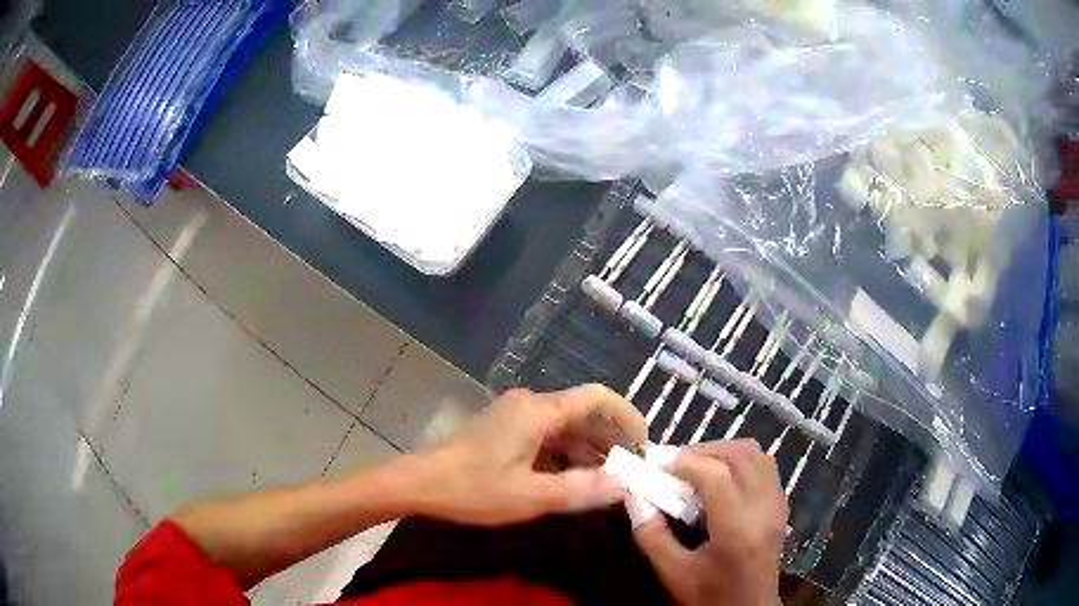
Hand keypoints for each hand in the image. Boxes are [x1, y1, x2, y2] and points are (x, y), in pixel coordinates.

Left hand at [408, 384, 646, 525]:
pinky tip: (571, 479)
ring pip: (566, 426)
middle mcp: (531, 404)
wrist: (420, 483)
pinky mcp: (505, 430)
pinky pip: (547, 435)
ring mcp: (515, 416)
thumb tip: (623, 486)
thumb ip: (580, 490)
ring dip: (588, 450)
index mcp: (540, 411)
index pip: (598, 398)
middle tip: (629, 472)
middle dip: (610, 440)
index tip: (645, 445)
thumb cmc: (473, 488)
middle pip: (583, 413)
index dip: (627, 417)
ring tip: (605, 481)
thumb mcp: (530, 496)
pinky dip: (566, 455)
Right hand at [633, 440, 787, 605]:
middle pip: (740, 455)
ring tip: (697, 466)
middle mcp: (764, 508)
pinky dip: (741, 461)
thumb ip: (651, 534)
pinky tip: (721, 479)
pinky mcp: (781, 506)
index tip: (658, 463)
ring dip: (724, 451)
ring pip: (757, 455)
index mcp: (737, 529)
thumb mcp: (673, 572)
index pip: (716, 475)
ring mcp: (778, 505)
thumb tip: (634, 495)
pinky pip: (765, 467)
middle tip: (675, 464)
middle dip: (704, 450)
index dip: (685, 461)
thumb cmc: (709, 596)